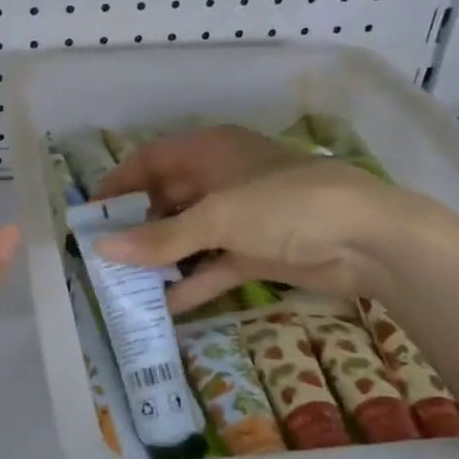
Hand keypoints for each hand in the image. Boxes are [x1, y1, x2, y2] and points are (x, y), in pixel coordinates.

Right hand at [95, 125, 441, 313]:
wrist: (368, 240)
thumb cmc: (286, 206)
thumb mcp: (218, 218)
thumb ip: (160, 237)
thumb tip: (101, 250)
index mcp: (211, 151)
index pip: (152, 160)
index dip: (119, 183)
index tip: (90, 213)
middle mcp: (221, 179)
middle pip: (167, 199)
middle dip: (137, 226)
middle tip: (102, 256)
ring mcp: (241, 218)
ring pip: (189, 236)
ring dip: (161, 258)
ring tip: (124, 284)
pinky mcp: (258, 252)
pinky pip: (213, 266)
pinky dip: (192, 283)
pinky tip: (164, 306)